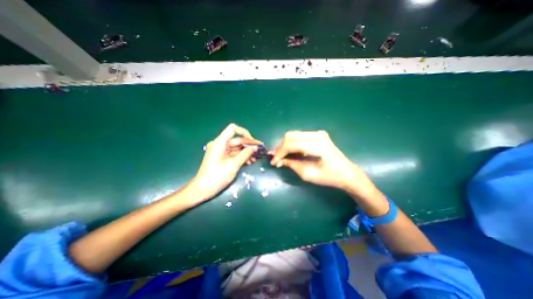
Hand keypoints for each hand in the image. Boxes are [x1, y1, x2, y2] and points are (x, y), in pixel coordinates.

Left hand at [189, 124, 261, 200]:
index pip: (233, 129)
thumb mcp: (234, 164)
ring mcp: (220, 151)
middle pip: (236, 140)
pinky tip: (248, 162)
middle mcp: (220, 144)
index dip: (244, 133)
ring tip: (255, 159)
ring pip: (236, 147)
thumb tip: (255, 147)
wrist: (203, 189)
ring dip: (246, 152)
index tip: (252, 142)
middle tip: (259, 151)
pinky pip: (233, 153)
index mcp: (220, 142)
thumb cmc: (217, 176)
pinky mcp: (221, 157)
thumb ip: (246, 154)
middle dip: (248, 145)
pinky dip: (241, 156)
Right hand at [273, 130, 375, 198]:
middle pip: (290, 136)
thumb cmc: (330, 177)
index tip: (273, 162)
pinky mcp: (317, 135)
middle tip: (276, 159)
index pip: (291, 144)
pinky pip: (299, 136)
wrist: (347, 173)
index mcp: (318, 145)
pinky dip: (292, 144)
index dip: (280, 152)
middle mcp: (317, 135)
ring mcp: (318, 133)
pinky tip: (290, 152)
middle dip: (280, 147)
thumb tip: (278, 161)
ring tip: (281, 156)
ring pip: (293, 135)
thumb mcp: (308, 174)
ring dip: (285, 145)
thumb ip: (292, 165)